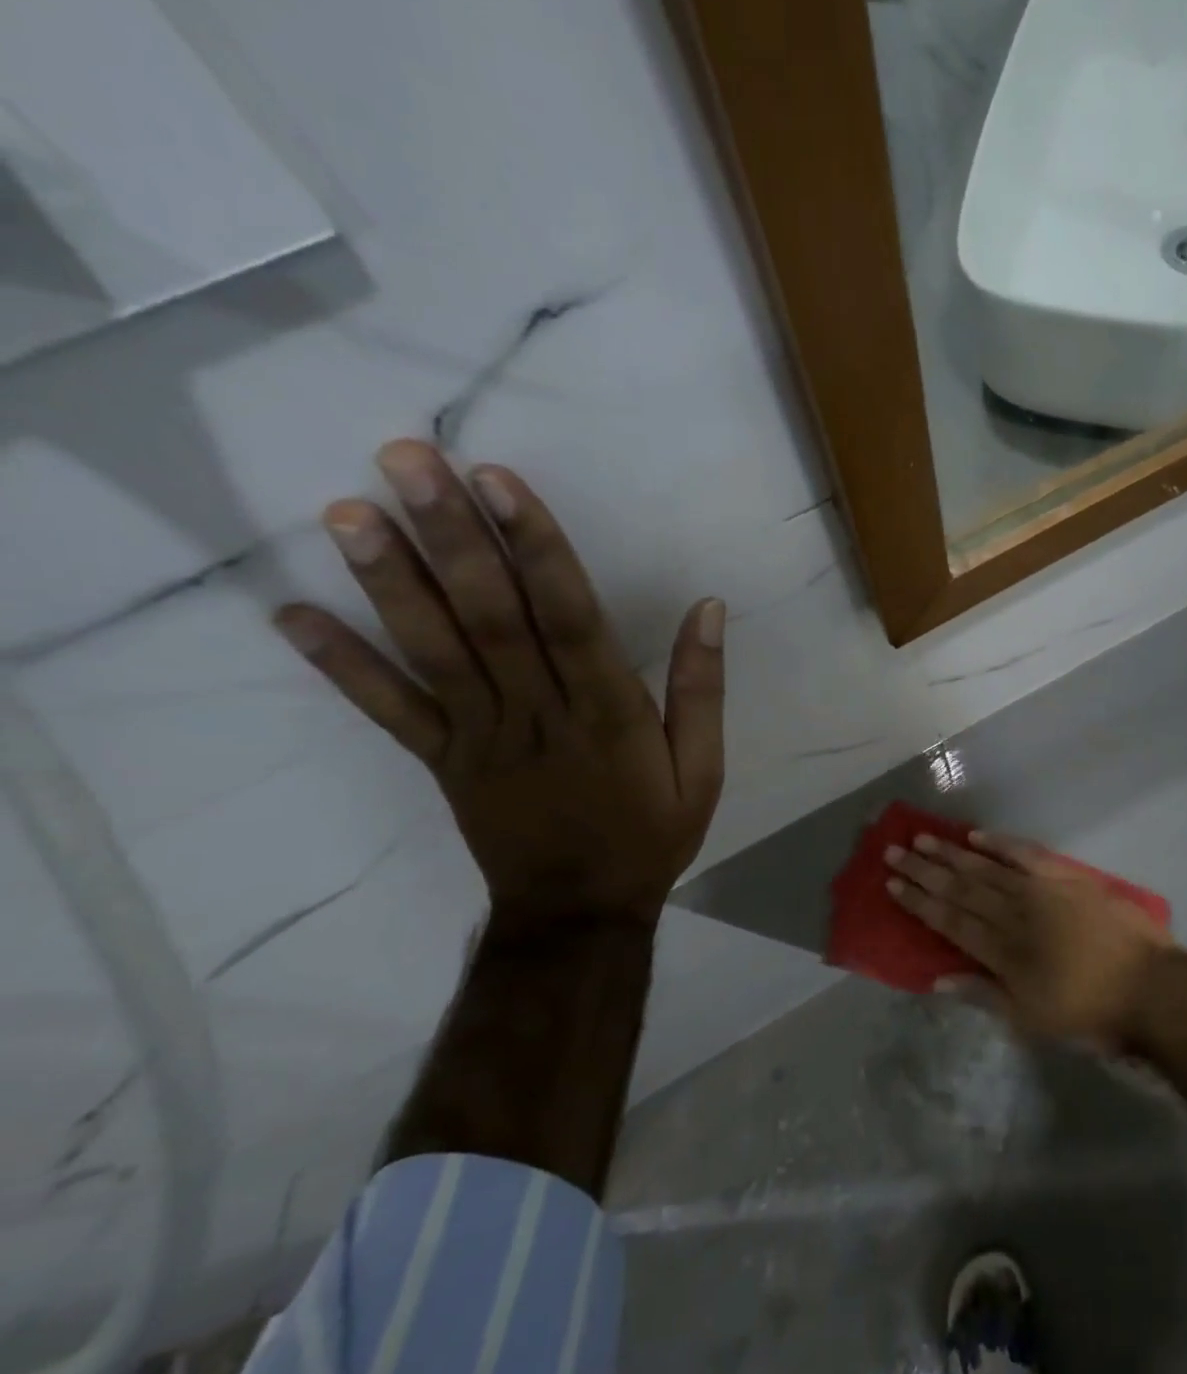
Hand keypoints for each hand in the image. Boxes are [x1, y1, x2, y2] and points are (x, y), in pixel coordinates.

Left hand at [274, 439, 724, 921]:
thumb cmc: (650, 833)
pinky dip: (341, 667)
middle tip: (408, 460)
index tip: (500, 481)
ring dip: (391, 582)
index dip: (536, 547)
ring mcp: (480, 739)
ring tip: (349, 512)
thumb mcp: (702, 768)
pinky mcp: (443, 762)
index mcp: (607, 713)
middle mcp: (538, 715)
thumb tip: (707, 609)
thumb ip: (701, 689)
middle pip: (491, 617)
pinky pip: (390, 713)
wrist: (579, 912)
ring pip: (434, 653)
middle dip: (451, 537)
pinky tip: (292, 615)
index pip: (569, 618)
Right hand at [883, 831, 1176, 1051]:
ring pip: (986, 866)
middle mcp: (1014, 913)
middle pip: (960, 887)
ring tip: (922, 838)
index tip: (893, 883)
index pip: (949, 919)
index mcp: (1002, 951)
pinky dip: (1001, 843)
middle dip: (924, 870)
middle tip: (893, 851)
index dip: (919, 901)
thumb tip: (938, 979)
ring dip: (952, 852)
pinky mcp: (1068, 877)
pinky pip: (1027, 854)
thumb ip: (983, 994)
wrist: (1151, 989)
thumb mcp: (1031, 1020)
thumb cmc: (1089, 1014)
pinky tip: (977, 835)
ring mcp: (1042, 890)